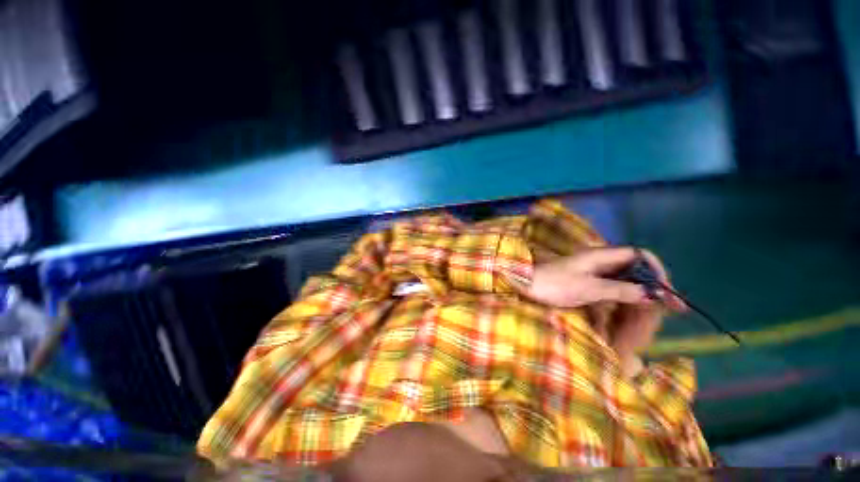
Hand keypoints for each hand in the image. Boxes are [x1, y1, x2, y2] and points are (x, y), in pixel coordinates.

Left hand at [525, 247, 681, 308]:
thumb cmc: (555, 284)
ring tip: (654, 312)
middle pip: (634, 268)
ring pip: (623, 279)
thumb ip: (620, 289)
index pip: (638, 254)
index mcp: (601, 256)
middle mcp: (599, 261)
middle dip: (651, 285)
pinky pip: (611, 287)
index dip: (655, 269)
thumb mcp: (589, 288)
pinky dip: (623, 297)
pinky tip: (629, 309)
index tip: (665, 290)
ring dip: (639, 294)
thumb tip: (651, 293)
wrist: (526, 284)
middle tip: (669, 308)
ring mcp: (591, 271)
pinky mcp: (584, 281)